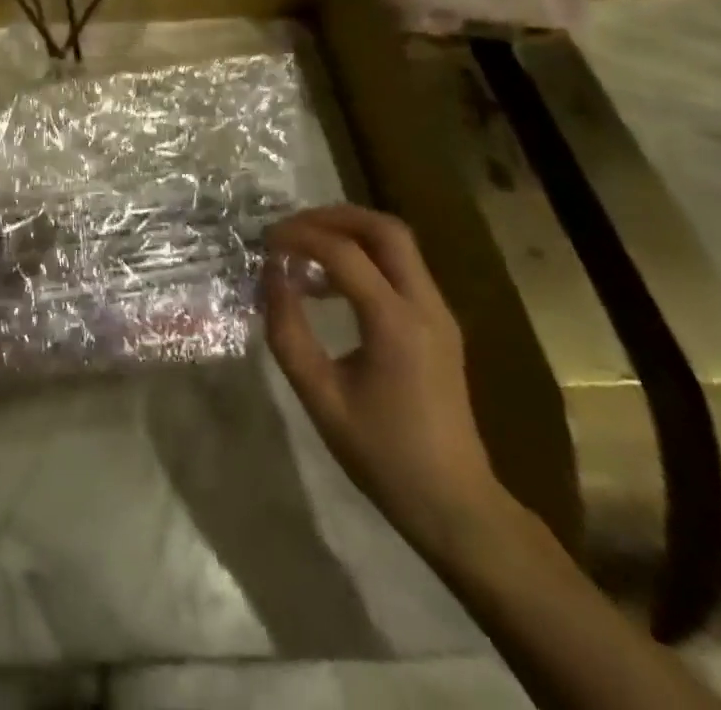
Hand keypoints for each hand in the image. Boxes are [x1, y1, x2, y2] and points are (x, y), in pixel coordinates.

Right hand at [262, 205, 509, 561]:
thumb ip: (287, 331)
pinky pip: (401, 268)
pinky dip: (363, 257)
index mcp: (395, 324)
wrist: (455, 504)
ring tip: (304, 250)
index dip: (299, 238)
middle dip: (333, 217)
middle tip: (291, 230)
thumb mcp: (319, 395)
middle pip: (385, 229)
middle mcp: (425, 306)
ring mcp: (438, 313)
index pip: (344, 253)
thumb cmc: (382, 454)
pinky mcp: (438, 324)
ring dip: (349, 233)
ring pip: (397, 243)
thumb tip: (270, 276)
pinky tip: (329, 284)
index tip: (265, 244)